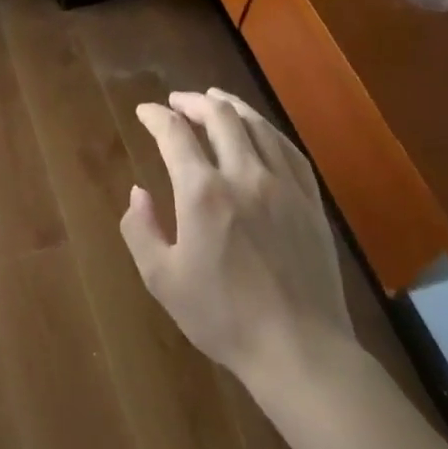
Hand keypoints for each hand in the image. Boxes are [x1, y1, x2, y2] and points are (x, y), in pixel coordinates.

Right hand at [122, 88, 352, 386]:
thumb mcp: (162, 279)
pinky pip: (288, 149)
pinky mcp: (310, 201)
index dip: (156, 116)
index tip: (144, 111)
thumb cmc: (223, 316)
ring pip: (256, 126)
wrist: (299, 348)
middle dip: (193, 102)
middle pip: (219, 117)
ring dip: (231, 106)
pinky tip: (261, 131)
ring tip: (215, 100)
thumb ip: (140, 230)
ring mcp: (283, 184)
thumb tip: (137, 192)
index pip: (175, 134)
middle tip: (177, 101)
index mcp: (203, 192)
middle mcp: (244, 174)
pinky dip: (267, 130)